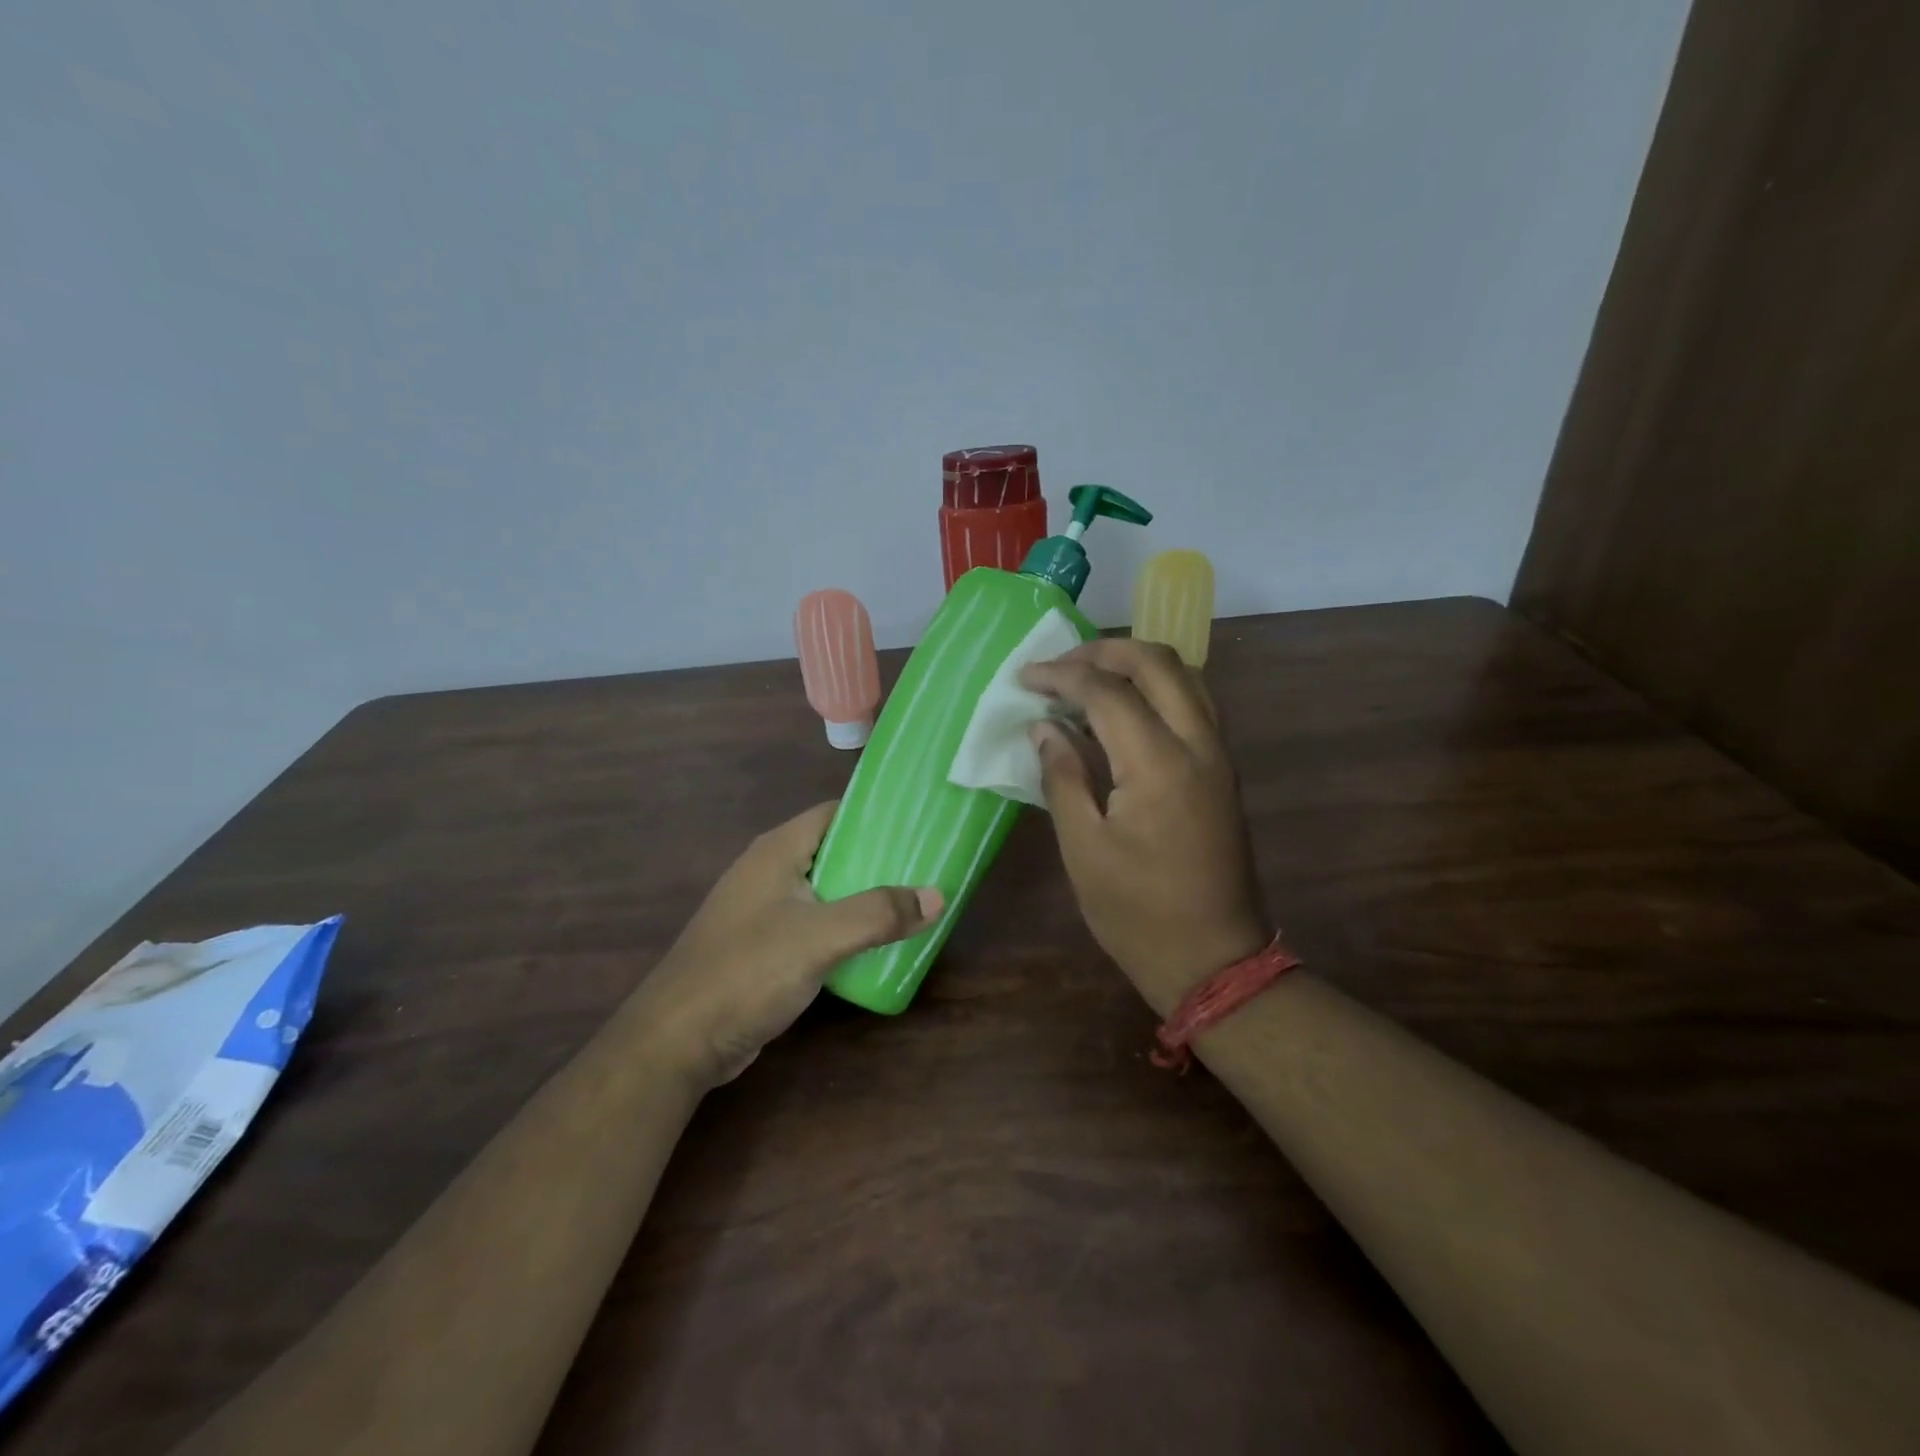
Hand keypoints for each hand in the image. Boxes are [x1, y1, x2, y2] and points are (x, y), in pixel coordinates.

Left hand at [632, 803, 941, 1088]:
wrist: (678, 1041)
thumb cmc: (747, 971)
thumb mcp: (820, 937)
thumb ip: (879, 913)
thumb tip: (937, 895)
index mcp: (777, 851)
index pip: (834, 813)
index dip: (876, 814)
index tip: (919, 823)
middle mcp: (768, 871)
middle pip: (834, 851)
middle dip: (879, 859)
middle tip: (927, 868)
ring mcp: (763, 910)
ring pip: (825, 891)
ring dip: (864, 897)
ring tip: (913, 903)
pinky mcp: (762, 947)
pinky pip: (814, 924)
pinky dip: (844, 928)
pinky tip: (875, 944)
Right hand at [1020, 639, 1270, 1011]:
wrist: (1214, 959)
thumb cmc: (1137, 912)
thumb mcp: (1083, 848)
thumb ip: (1062, 777)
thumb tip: (1045, 727)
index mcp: (1159, 764)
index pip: (1108, 691)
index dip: (1062, 676)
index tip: (1024, 678)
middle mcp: (1198, 744)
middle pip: (1157, 663)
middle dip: (1104, 651)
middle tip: (1059, 666)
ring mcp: (1218, 755)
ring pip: (1185, 676)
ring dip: (1135, 663)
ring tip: (1088, 677)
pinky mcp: (1222, 771)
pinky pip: (1194, 703)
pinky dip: (1157, 687)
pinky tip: (1123, 709)